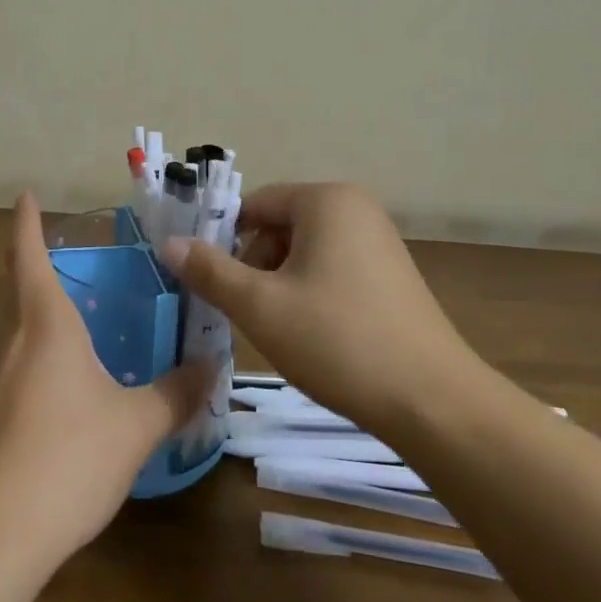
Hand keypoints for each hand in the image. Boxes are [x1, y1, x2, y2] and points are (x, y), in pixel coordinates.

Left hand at [0, 193, 210, 557]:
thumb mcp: (136, 426)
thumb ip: (176, 393)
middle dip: (25, 264)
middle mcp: (7, 337)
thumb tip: (211, 367)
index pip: (27, 253)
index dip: (26, 221)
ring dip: (23, 312)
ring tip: (58, 322)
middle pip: (10, 285)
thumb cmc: (67, 457)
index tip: (26, 195)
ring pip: (2, 327)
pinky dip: (20, 357)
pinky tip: (45, 389)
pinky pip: (0, 366)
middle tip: (55, 260)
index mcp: (44, 321)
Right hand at [159, 183, 477, 439]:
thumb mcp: (261, 306)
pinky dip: (311, 292)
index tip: (212, 283)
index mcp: (326, 200)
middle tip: (249, 312)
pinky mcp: (391, 274)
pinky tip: (315, 334)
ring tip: (281, 329)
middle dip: (256, 265)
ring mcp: (379, 240)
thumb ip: (210, 270)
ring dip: (281, 283)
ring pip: (305, 250)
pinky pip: (333, 267)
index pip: (255, 204)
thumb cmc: (338, 341)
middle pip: (280, 225)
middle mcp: (355, 208)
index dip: (225, 241)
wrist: (432, 401)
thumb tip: (168, 242)